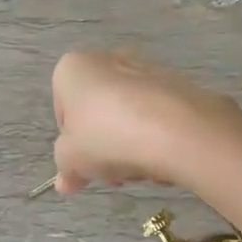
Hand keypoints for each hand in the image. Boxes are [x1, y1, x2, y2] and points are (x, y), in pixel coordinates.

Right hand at [51, 50, 241, 195]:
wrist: (179, 130)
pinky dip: (156, 136)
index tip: (84, 165)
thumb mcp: (72, 160)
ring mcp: (147, 69)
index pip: (62, 111)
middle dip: (102, 144)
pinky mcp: (179, 84)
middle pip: (98, 112)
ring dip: (129, 143)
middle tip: (111, 171)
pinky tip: (163, 159)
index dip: (71, 143)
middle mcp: (108, 59)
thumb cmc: (108, 137)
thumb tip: (66, 182)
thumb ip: (65, 168)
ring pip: (128, 115)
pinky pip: (158, 116)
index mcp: (73, 68)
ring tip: (139, 168)